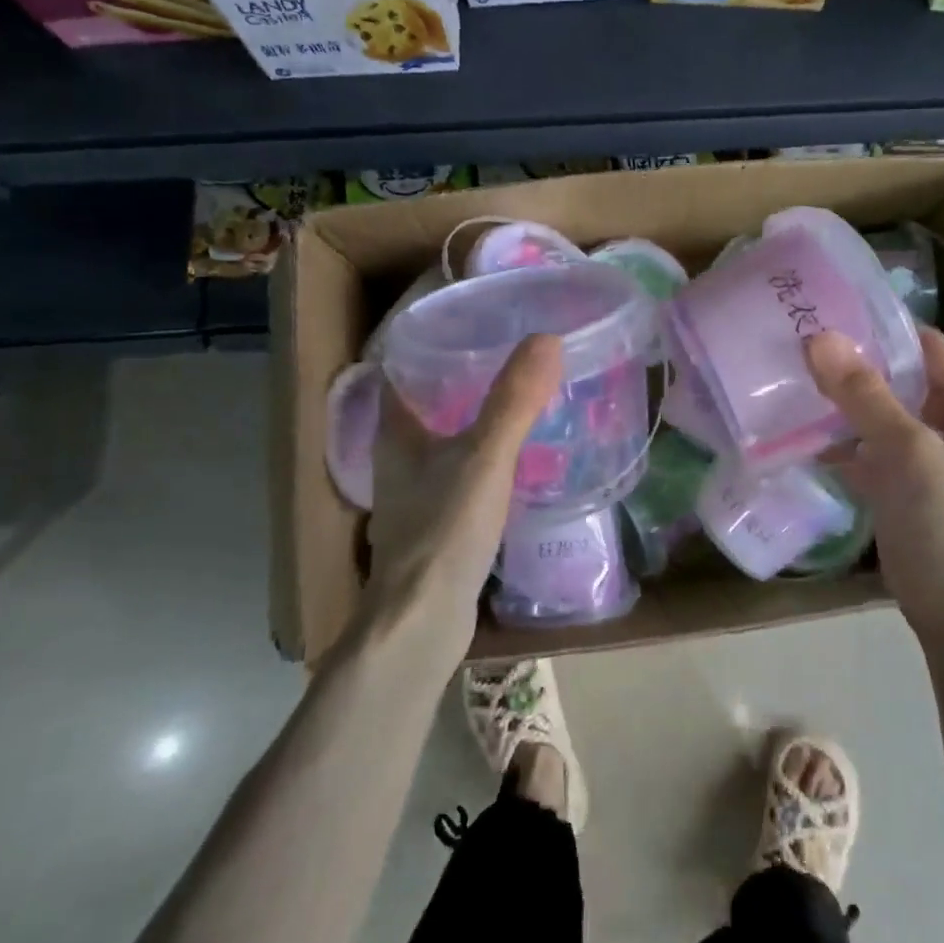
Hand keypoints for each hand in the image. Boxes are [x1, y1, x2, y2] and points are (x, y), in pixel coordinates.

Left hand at [364, 335, 561, 638]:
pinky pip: (459, 473)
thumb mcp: (485, 457)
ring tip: (520, 396)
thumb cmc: (444, 530)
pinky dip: (482, 457)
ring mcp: (415, 493)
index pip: (401, 368)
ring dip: (473, 418)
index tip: (473, 320)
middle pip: (425, 402)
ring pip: (443, 439)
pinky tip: (516, 458)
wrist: (423, 622)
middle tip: (509, 353)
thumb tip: (547, 338)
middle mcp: (399, 457)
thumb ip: (514, 400)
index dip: (429, 340)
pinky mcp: (436, 523)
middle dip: (461, 377)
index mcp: (396, 432)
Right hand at [805, 326, 943, 637]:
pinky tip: (797, 433)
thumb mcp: (908, 452)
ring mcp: (921, 458)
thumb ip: (865, 395)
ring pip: (875, 414)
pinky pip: (864, 450)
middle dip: (850, 361)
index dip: (881, 323)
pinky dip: (836, 441)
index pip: (924, 344)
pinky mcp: (898, 487)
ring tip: (789, 378)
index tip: (829, 308)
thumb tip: (820, 338)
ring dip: (839, 401)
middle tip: (796, 341)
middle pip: (895, 377)